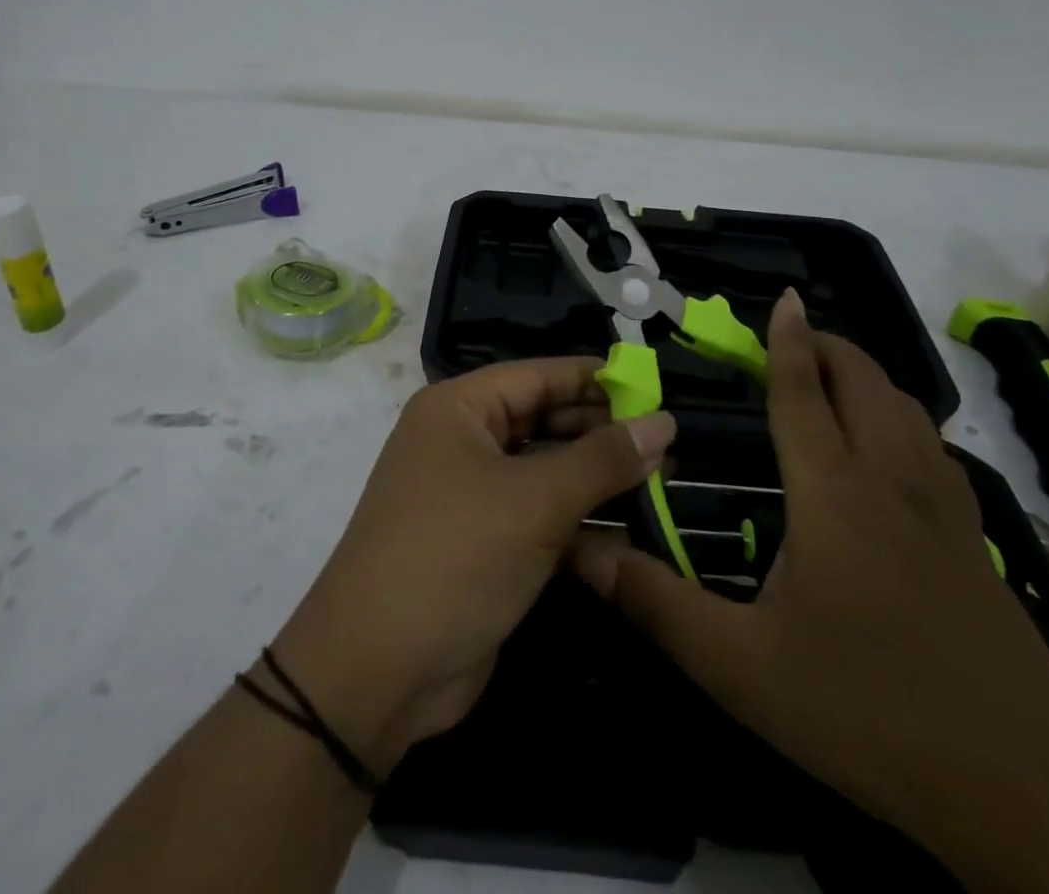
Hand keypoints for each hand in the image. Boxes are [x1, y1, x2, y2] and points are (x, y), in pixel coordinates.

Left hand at [269, 358, 675, 779]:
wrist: (377, 673)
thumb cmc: (454, 556)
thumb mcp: (535, 501)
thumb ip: (603, 460)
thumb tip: (665, 422)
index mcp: (460, 408)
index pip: (540, 375)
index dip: (598, 379)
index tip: (656, 387)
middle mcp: (464, 441)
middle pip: (545, 421)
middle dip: (604, 432)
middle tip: (671, 442)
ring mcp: (473, 495)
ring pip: (548, 472)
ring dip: (599, 479)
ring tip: (667, 480)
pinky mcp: (486, 544)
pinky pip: (541, 516)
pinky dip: (581, 522)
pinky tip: (633, 531)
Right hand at [574, 291, 1048, 892]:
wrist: (1025, 797)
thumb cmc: (867, 715)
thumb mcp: (742, 669)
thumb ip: (657, 605)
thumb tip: (583, 552)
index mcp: (834, 495)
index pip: (804, 394)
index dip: (788, 342)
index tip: (784, 297)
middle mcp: (891, 483)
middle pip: (865, 383)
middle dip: (829, 346)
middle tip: (791, 338)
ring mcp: (945, 511)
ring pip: (908, 410)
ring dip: (868, 377)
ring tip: (833, 379)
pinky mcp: (977, 543)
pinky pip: (935, 450)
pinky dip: (903, 419)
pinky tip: (891, 450)